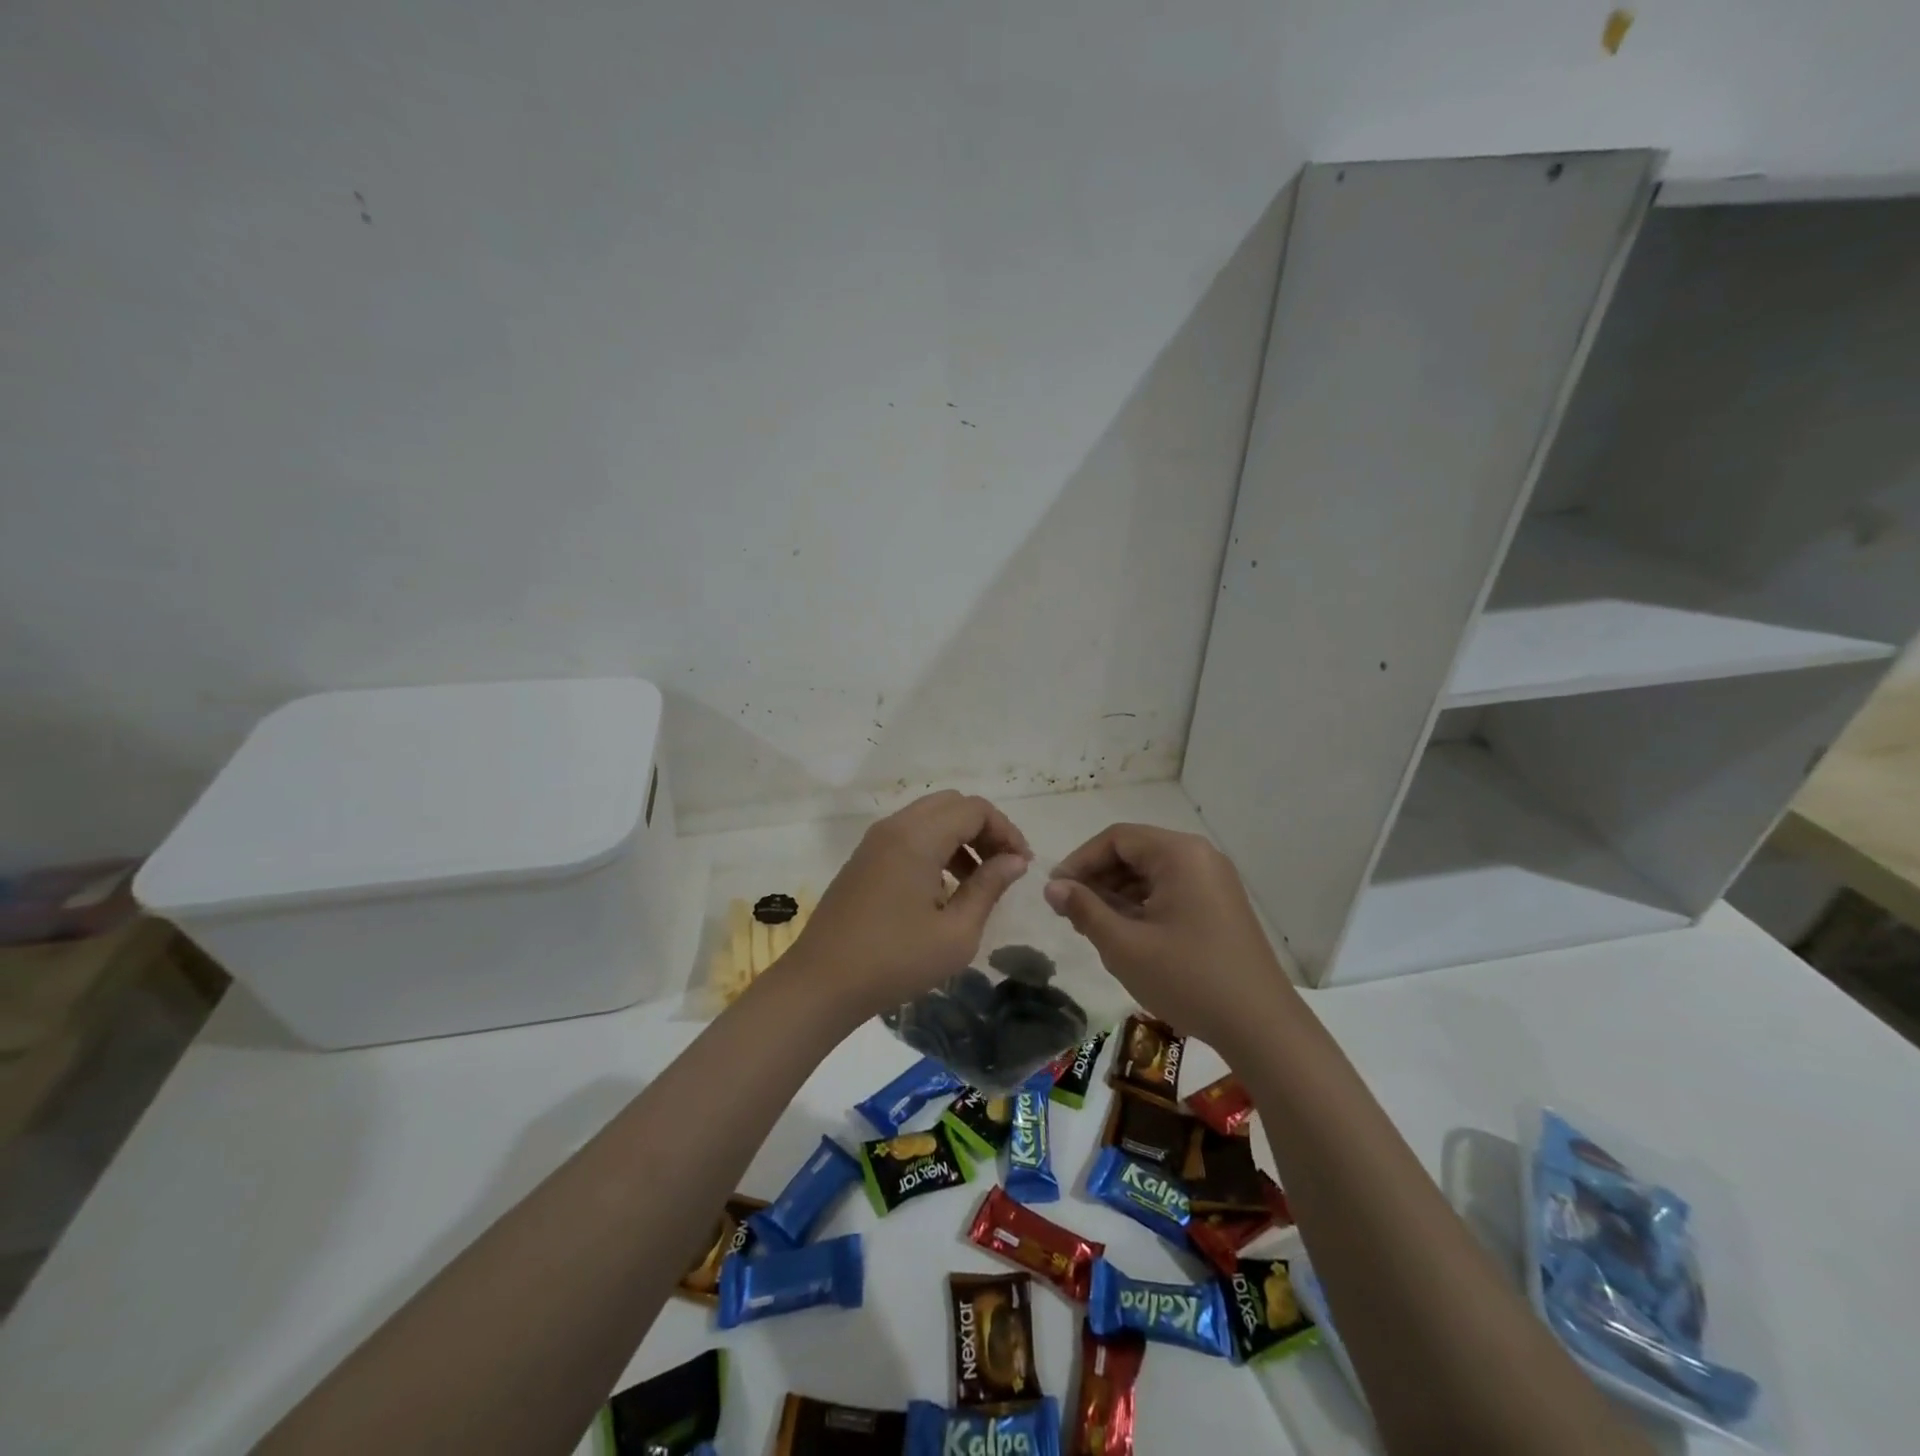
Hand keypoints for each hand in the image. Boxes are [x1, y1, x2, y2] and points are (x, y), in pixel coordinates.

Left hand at [793, 790, 1032, 1020]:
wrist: (821, 983)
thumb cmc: (895, 961)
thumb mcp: (956, 933)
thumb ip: (989, 887)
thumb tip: (1015, 860)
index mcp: (918, 837)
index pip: (975, 809)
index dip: (1006, 831)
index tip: (1022, 866)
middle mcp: (894, 827)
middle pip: (952, 804)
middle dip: (984, 829)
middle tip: (1003, 866)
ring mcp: (874, 841)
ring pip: (929, 817)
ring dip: (960, 837)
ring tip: (978, 880)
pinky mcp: (863, 859)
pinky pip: (909, 835)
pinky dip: (935, 847)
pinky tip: (944, 888)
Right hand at [1042, 823, 1293, 1055]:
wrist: (1261, 1027)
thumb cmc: (1188, 979)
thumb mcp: (1124, 945)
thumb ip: (1084, 909)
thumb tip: (1052, 887)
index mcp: (1179, 854)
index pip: (1116, 839)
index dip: (1080, 861)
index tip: (1055, 892)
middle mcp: (1199, 856)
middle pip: (1134, 852)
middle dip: (1097, 879)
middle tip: (1069, 913)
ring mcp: (1213, 881)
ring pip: (1151, 873)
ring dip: (1117, 894)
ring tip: (1091, 927)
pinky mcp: (1219, 905)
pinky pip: (1170, 890)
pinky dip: (1142, 905)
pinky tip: (1124, 934)